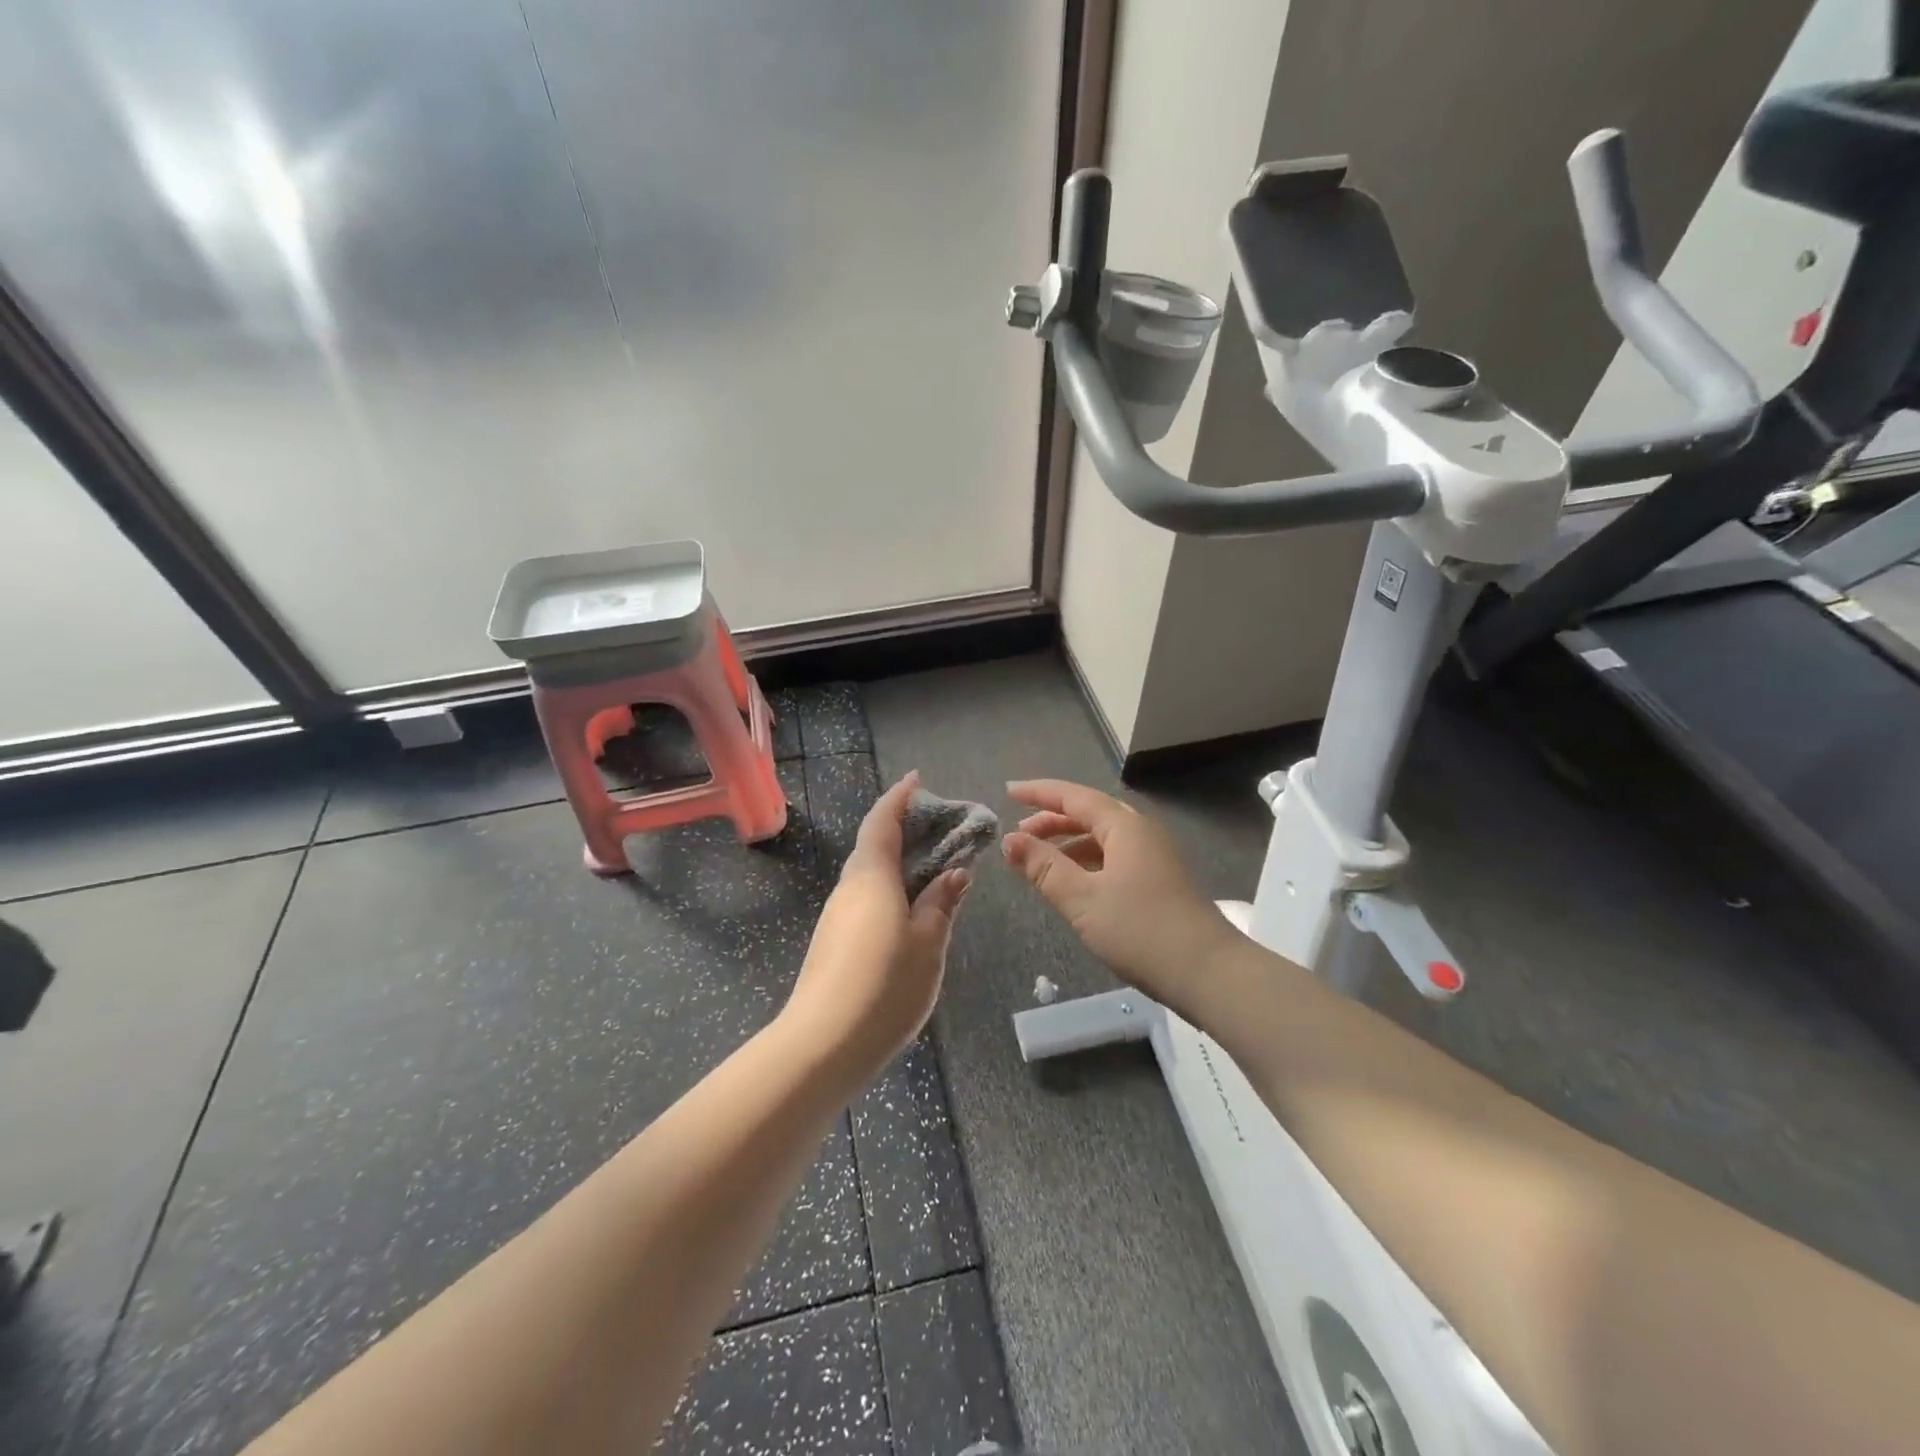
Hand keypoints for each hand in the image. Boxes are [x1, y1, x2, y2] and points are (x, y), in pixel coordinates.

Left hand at [782, 771, 970, 1076]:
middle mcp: (849, 888)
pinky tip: (911, 912)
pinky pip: (865, 899)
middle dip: (904, 830)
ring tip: (934, 870)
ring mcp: (837, 916)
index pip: (882, 822)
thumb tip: (954, 872)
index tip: (917, 780)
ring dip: (898, 863)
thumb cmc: (884, 986)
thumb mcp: (928, 943)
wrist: (822, 1045)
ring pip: (869, 875)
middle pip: (874, 846)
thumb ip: (941, 903)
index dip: (899, 798)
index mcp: (872, 877)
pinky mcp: (833, 942)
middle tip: (940, 829)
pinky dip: (889, 890)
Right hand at [1002, 779, 1239, 1009]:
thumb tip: (1010, 840)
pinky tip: (1074, 884)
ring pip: (1103, 838)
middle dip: (1051, 820)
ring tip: (1038, 862)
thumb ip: (1043, 867)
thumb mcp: (1082, 899)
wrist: (1210, 974)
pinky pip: (1115, 857)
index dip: (1039, 793)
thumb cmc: (1141, 931)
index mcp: (1124, 827)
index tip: (1008, 792)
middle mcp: (1142, 832)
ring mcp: (1155, 857)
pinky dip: (1087, 862)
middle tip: (1018, 835)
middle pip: (1090, 814)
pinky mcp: (1161, 881)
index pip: (1074, 797)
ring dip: (1068, 843)